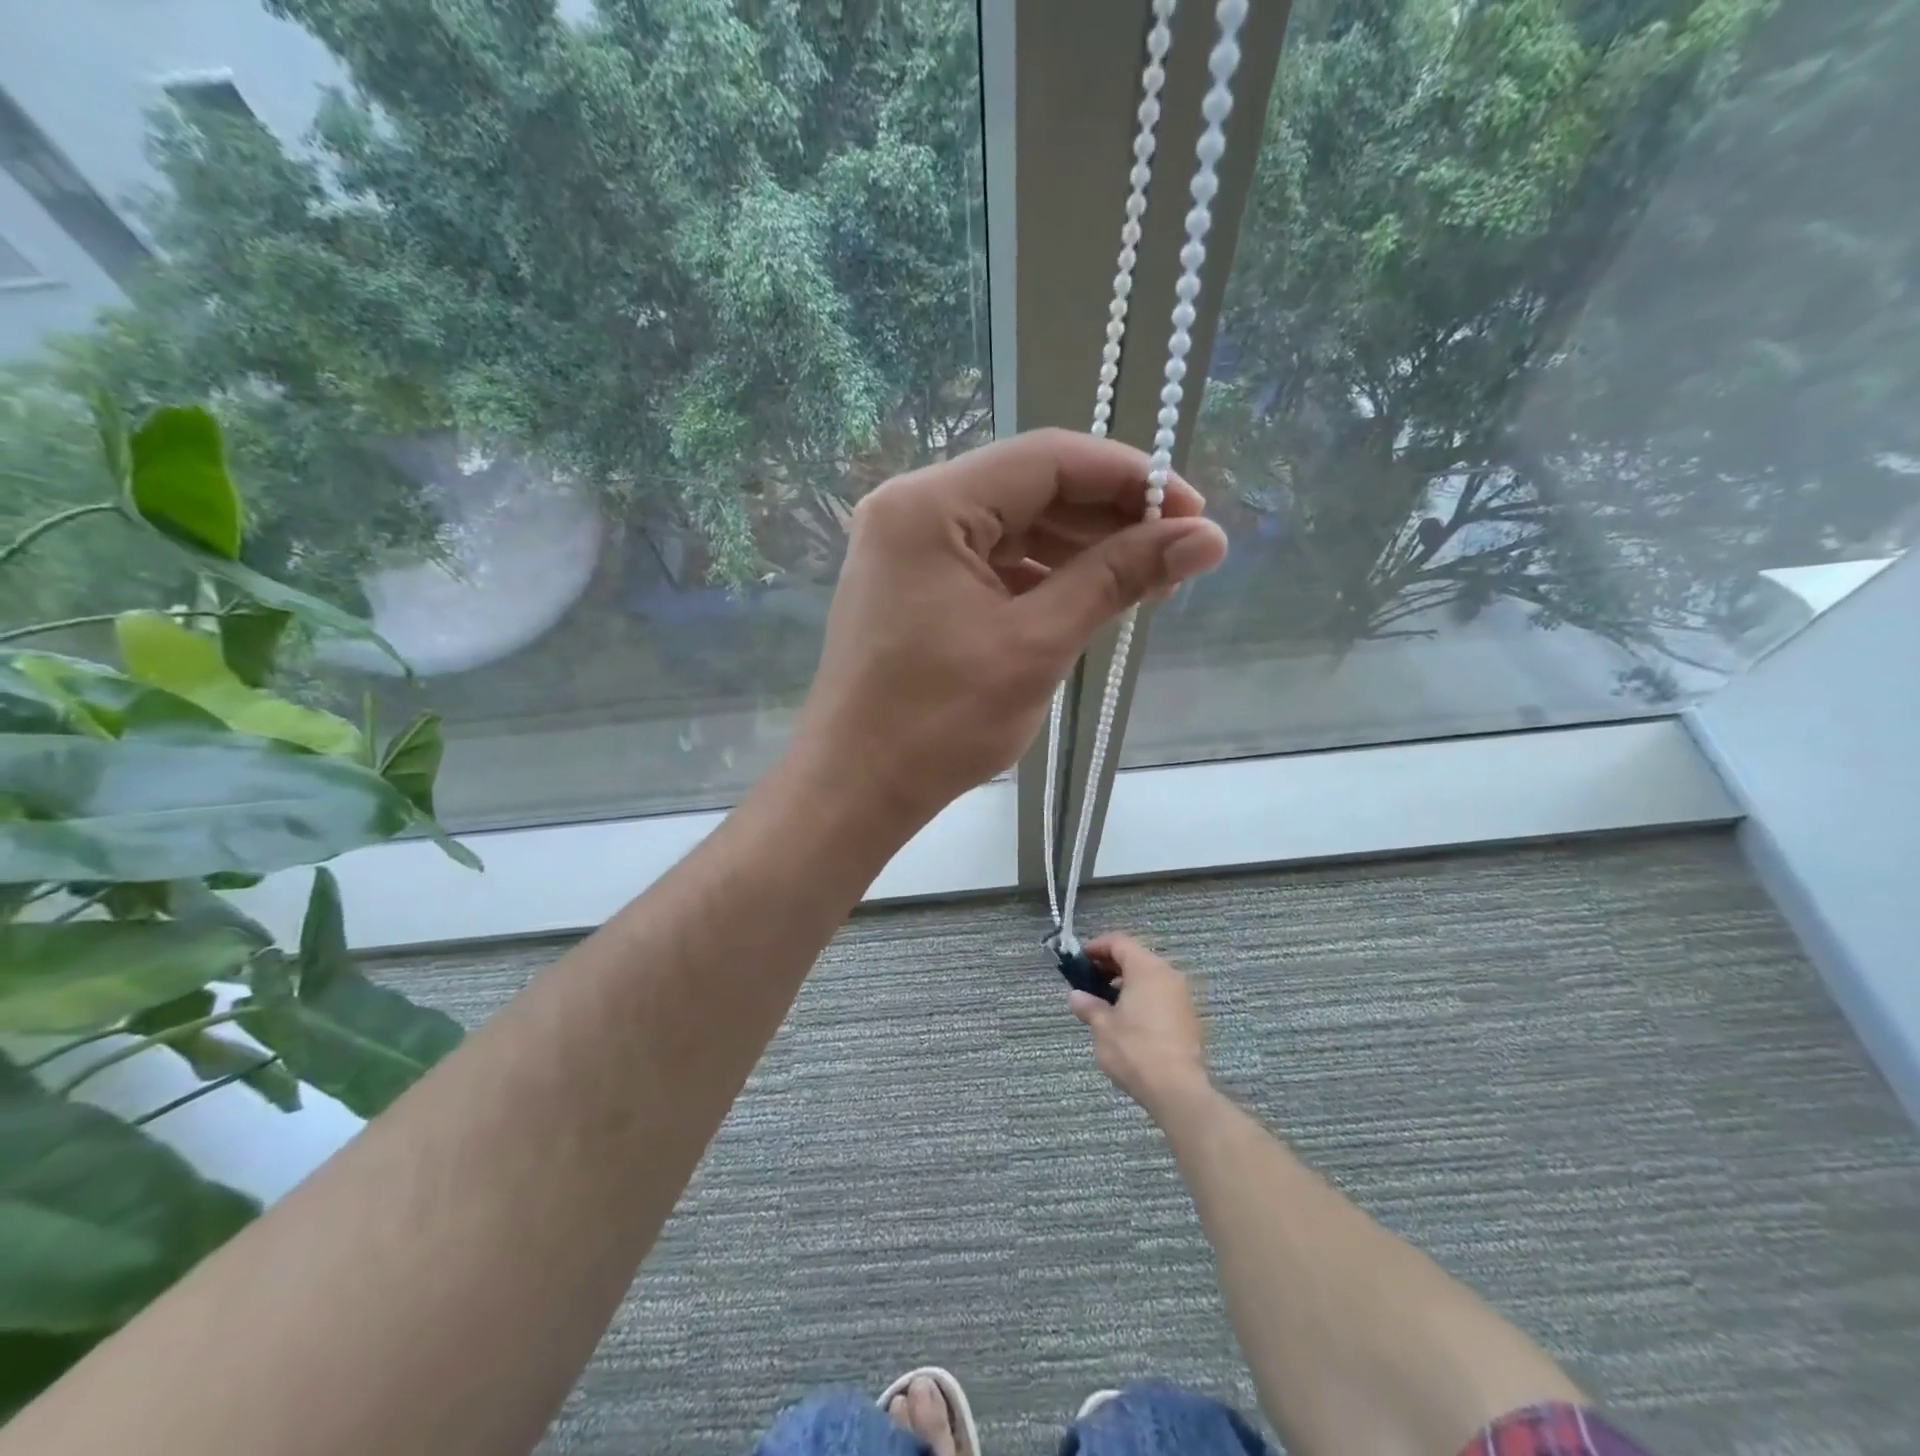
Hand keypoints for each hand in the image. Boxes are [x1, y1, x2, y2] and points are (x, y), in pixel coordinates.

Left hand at [795, 429, 1227, 824]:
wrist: (856, 788)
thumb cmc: (939, 723)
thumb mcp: (1037, 644)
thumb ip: (1118, 578)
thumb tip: (1208, 537)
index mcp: (929, 505)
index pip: (1047, 459)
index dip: (1129, 478)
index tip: (1192, 513)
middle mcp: (910, 508)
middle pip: (1028, 487)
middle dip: (1106, 517)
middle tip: (1175, 553)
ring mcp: (905, 546)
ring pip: (1010, 525)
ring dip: (1077, 548)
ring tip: (1142, 580)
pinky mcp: (910, 582)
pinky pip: (987, 559)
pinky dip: (1038, 574)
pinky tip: (1085, 596)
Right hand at [1069, 934, 1212, 1118]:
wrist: (1178, 1089)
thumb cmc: (1135, 1050)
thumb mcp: (1103, 1027)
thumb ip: (1089, 1006)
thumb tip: (1076, 996)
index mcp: (1146, 969)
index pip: (1119, 942)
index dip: (1096, 947)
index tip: (1079, 961)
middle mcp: (1168, 975)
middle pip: (1136, 956)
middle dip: (1110, 965)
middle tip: (1089, 981)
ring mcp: (1181, 996)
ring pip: (1149, 976)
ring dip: (1126, 982)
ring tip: (1105, 1002)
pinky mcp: (1188, 1017)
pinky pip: (1160, 994)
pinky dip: (1142, 997)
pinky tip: (1127, 1019)